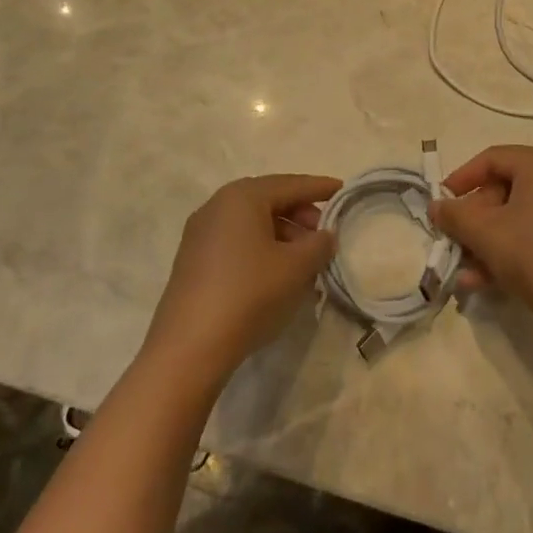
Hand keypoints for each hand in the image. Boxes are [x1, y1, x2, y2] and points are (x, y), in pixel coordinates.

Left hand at [145, 174, 340, 380]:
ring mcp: (201, 234)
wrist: (188, 348)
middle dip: (300, 213)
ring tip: (305, 259)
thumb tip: (324, 235)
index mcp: (242, 197)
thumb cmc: (249, 294)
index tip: (343, 190)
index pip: (290, 184)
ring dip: (282, 234)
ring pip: (252, 223)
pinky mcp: (193, 261)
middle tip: (324, 233)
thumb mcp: (296, 267)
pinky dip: (261, 248)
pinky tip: (278, 274)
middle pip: (269, 200)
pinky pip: (236, 242)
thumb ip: (319, 244)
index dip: (320, 188)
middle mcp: (217, 206)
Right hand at [431, 145, 532, 333]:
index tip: (442, 203)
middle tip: (454, 240)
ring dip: (488, 240)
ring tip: (465, 270)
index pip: (493, 158)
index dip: (461, 178)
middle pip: (506, 188)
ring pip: (520, 216)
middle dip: (474, 218)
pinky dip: (512, 248)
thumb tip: (436, 206)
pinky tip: (487, 280)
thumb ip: (454, 215)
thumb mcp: (485, 234)